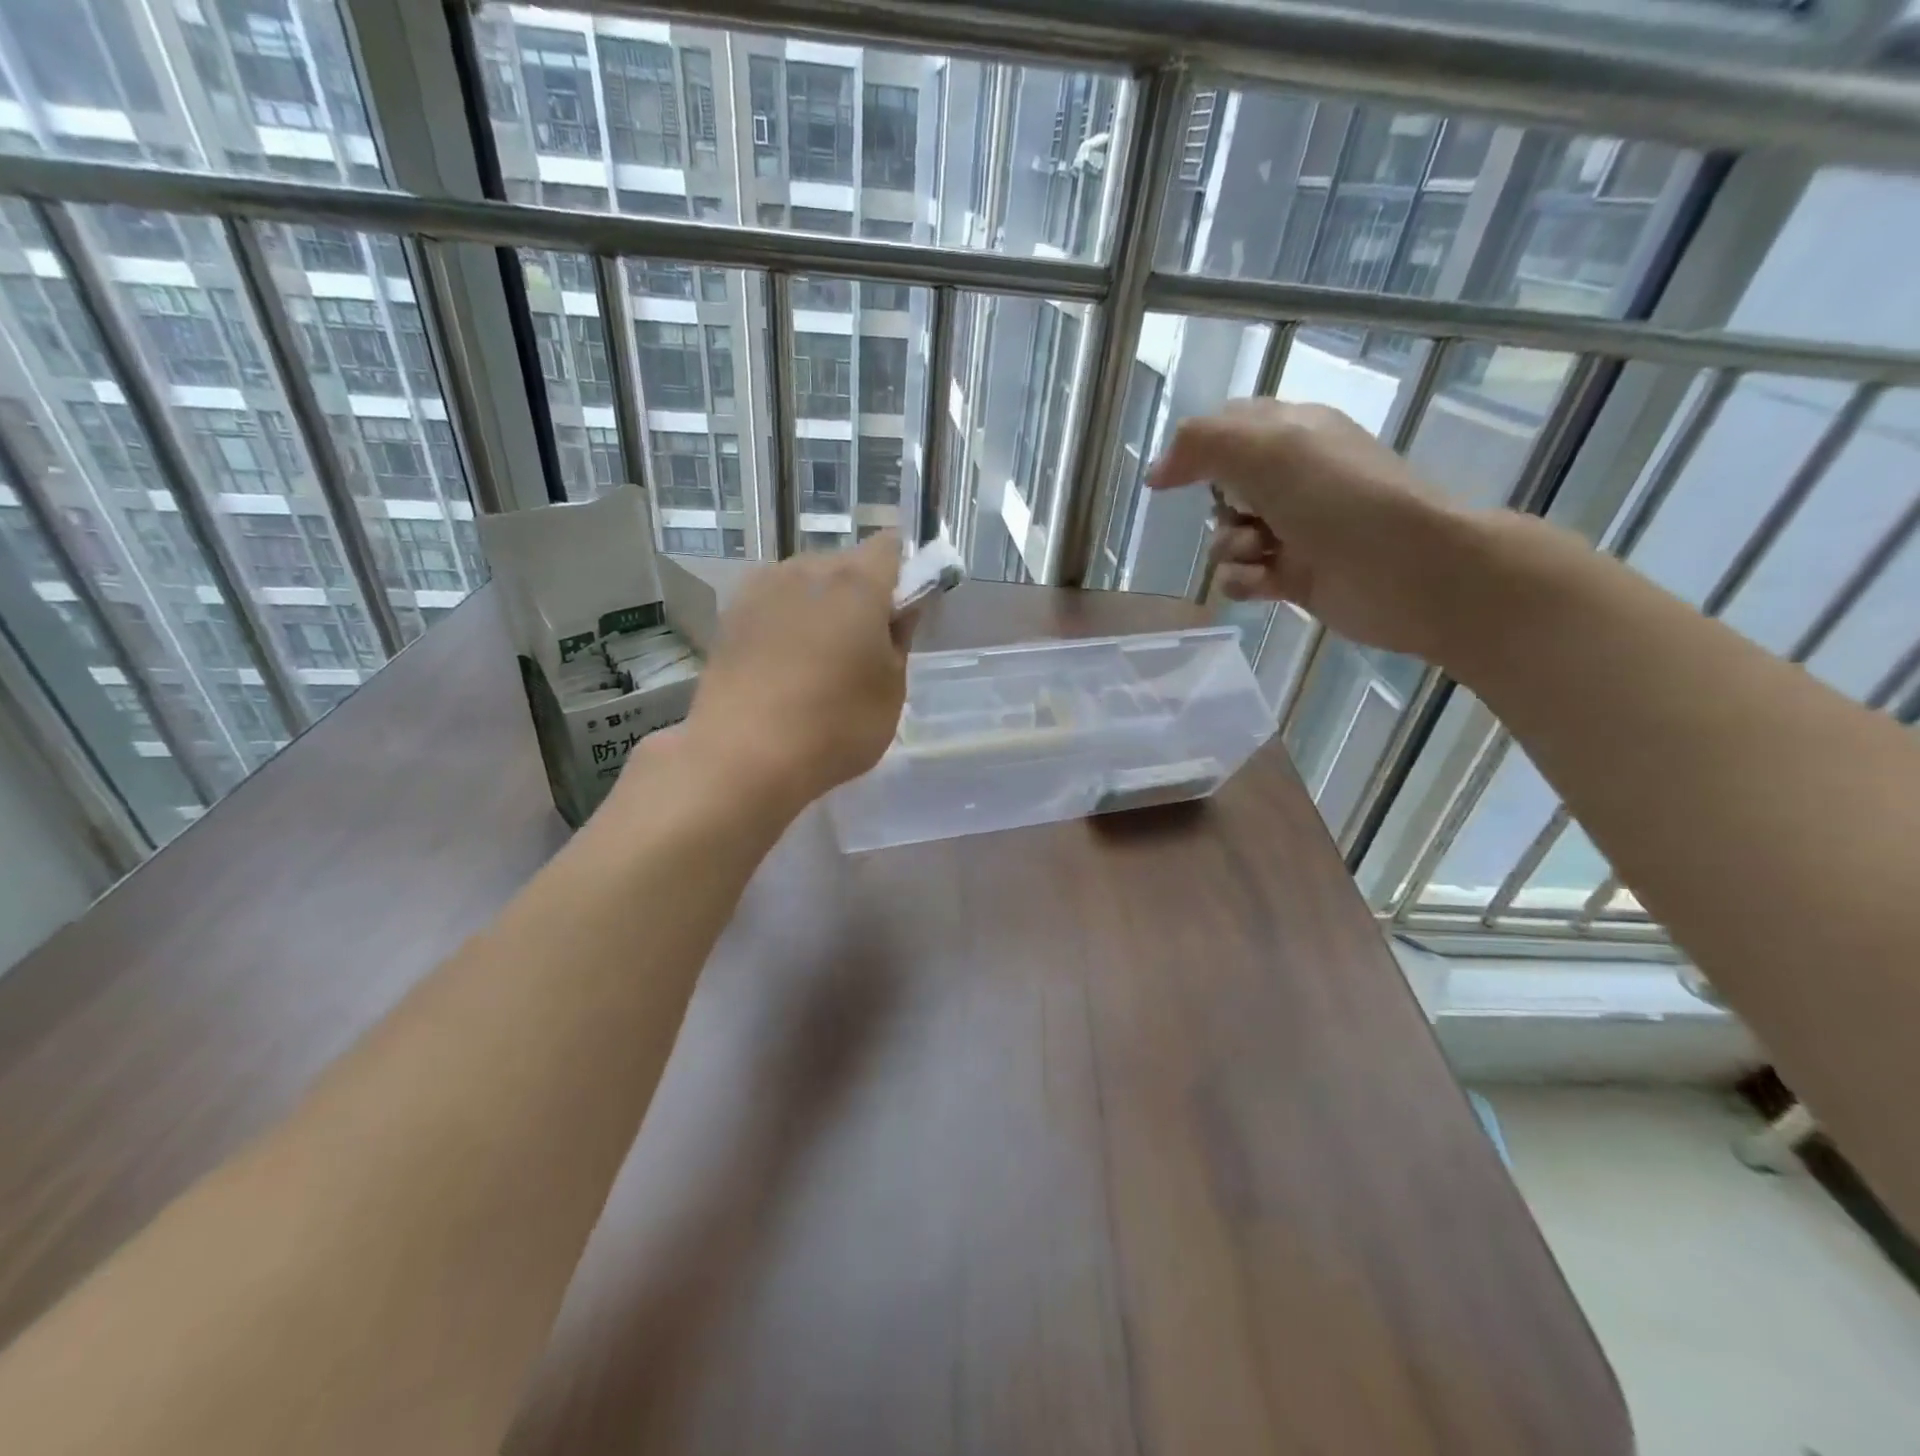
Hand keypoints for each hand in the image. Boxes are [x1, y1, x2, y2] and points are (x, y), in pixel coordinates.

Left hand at [683, 531, 910, 810]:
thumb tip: (897, 611)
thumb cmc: (835, 726)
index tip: (903, 612)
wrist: (742, 757)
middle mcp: (806, 570)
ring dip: (820, 606)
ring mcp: (761, 589)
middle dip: (861, 593)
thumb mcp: (892, 691)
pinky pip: (773, 604)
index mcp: (856, 582)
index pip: (891, 547)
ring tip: (818, 659)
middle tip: (864, 645)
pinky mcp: (730, 616)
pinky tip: (783, 665)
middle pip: (846, 564)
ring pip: (806, 582)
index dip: (905, 573)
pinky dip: (786, 622)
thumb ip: (900, 640)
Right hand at [1148, 399, 1470, 659]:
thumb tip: (1157, 472)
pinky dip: (1242, 580)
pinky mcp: (1294, 575)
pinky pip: (1242, 576)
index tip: (1167, 480)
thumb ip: (1202, 445)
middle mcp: (1293, 478)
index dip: (1195, 451)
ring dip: (1227, 548)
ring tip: (1257, 552)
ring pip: (1226, 537)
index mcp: (1293, 433)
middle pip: (1221, 488)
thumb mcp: (1267, 450)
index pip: (1228, 429)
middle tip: (1243, 512)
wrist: (1408, 570)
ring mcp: (1294, 529)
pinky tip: (1262, 583)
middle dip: (1217, 506)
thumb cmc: (1340, 499)